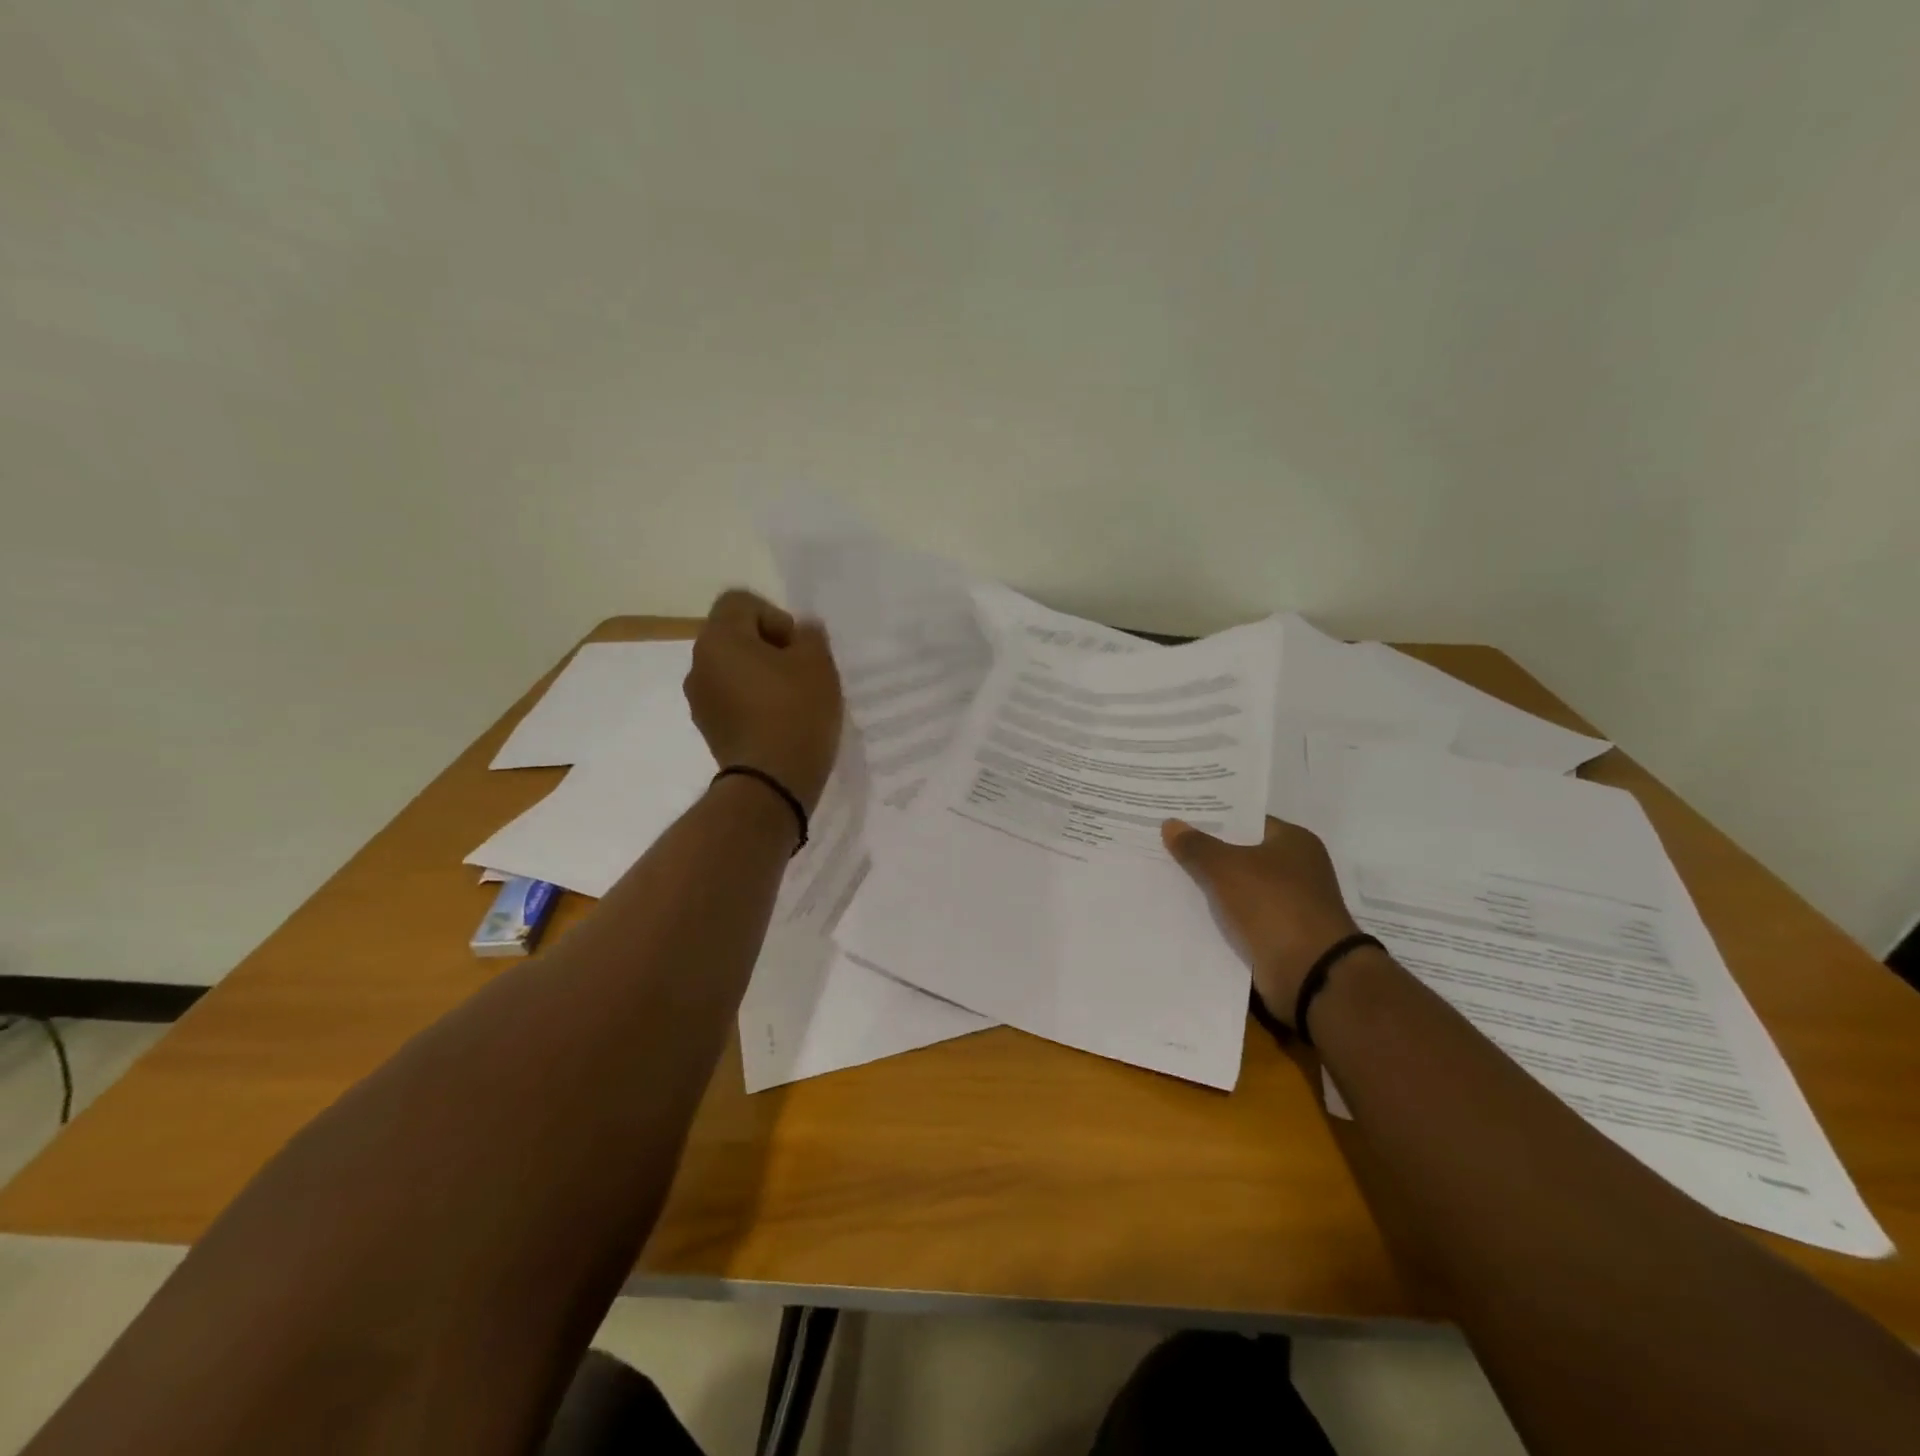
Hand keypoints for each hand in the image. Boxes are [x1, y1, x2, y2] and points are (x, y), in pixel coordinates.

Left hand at [685, 590, 842, 812]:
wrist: (772, 784)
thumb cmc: (795, 713)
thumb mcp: (817, 663)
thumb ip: (810, 635)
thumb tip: (800, 632)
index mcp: (718, 639)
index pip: (741, 602)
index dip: (775, 615)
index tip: (797, 647)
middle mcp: (698, 664)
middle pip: (735, 636)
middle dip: (770, 647)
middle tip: (802, 672)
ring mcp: (699, 700)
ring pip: (734, 670)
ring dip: (761, 676)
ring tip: (794, 700)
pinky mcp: (708, 729)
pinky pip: (732, 700)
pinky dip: (753, 702)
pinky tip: (780, 722)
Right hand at [1162, 816, 1362, 1022]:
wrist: (1310, 974)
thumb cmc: (1274, 905)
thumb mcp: (1227, 868)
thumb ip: (1197, 846)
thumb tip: (1170, 824)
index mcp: (1294, 842)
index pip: (1246, 821)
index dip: (1213, 819)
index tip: (1178, 818)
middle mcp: (1296, 869)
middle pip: (1240, 854)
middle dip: (1205, 853)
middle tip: (1163, 845)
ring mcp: (1288, 905)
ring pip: (1237, 888)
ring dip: (1209, 888)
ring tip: (1165, 876)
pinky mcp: (1278, 935)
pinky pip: (1239, 917)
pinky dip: (1217, 917)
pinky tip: (1183, 911)